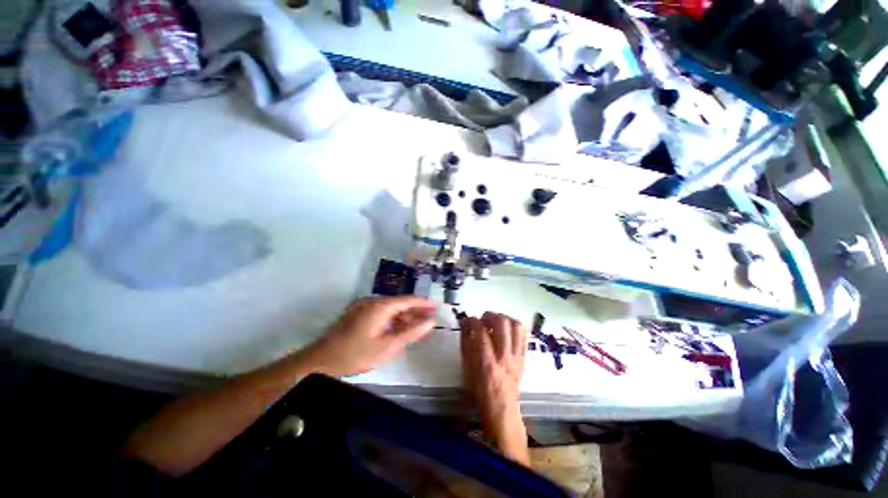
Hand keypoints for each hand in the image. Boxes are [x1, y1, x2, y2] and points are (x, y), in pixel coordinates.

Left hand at [303, 296, 436, 376]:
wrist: (320, 361)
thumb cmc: (356, 354)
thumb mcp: (388, 346)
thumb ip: (411, 332)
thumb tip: (430, 321)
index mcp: (381, 306)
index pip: (408, 300)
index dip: (423, 303)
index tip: (436, 306)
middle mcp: (373, 301)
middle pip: (399, 303)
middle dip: (414, 311)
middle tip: (428, 319)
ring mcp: (363, 306)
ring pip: (390, 308)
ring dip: (403, 317)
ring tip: (414, 327)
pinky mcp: (357, 313)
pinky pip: (380, 313)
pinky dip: (391, 320)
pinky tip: (396, 330)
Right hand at [460, 312, 528, 464]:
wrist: (502, 408)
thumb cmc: (479, 390)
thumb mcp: (467, 369)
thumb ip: (466, 344)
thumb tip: (465, 324)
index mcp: (487, 363)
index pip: (481, 332)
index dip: (472, 321)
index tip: (467, 320)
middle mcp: (505, 357)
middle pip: (503, 324)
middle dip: (490, 315)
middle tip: (483, 319)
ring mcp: (517, 356)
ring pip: (516, 326)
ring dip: (504, 318)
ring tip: (495, 322)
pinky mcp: (524, 356)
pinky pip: (524, 334)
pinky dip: (514, 326)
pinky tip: (506, 329)